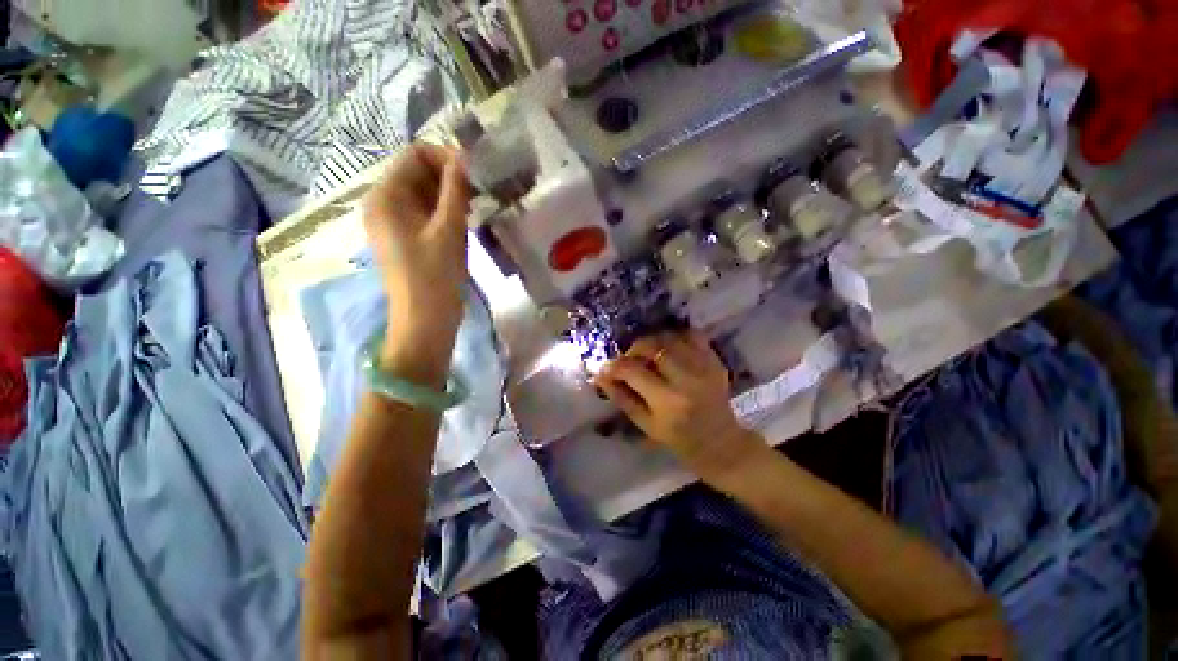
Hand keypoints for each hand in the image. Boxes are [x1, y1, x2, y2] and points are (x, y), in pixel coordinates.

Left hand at [362, 143, 471, 384]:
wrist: (425, 320)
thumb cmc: (436, 276)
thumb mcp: (449, 230)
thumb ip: (456, 190)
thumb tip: (465, 157)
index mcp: (385, 196)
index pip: (415, 155)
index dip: (447, 158)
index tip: (476, 177)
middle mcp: (382, 202)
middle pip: (417, 172)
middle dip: (450, 178)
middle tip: (479, 196)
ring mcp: (392, 221)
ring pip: (423, 193)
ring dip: (450, 196)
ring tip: (474, 211)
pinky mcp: (404, 237)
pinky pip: (424, 212)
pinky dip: (444, 211)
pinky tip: (463, 224)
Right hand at [594, 331, 758, 477]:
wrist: (720, 442)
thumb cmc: (679, 439)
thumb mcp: (645, 424)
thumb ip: (621, 397)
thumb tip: (598, 376)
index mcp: (668, 401)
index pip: (633, 371)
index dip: (613, 366)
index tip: (604, 368)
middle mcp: (687, 379)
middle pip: (652, 346)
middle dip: (633, 349)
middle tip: (627, 360)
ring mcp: (704, 366)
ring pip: (670, 337)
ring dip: (652, 341)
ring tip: (646, 354)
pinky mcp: (715, 360)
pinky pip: (692, 335)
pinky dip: (675, 337)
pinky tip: (668, 349)